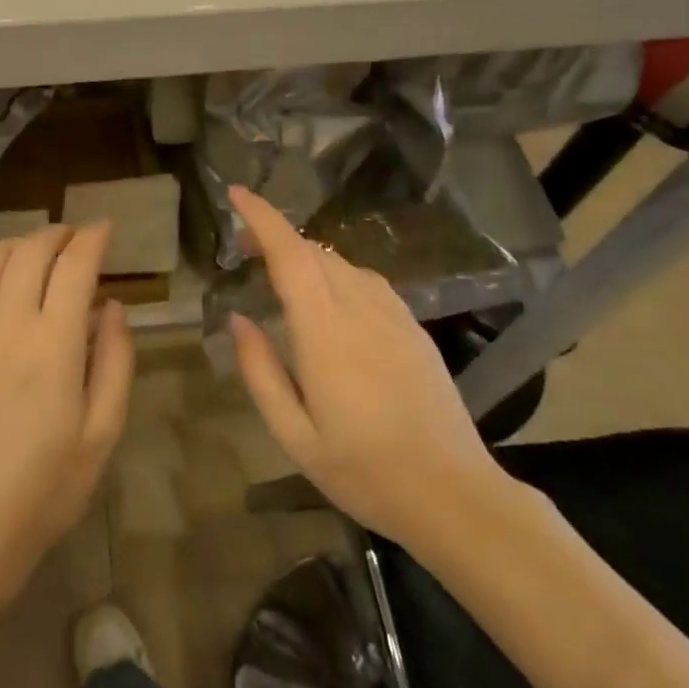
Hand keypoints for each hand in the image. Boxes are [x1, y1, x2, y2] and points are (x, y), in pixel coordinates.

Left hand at [0, 222, 134, 605]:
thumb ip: (115, 361)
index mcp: (54, 344)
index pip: (75, 265)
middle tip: (72, 239)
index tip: (104, 228)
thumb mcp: (103, 431)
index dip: (93, 238)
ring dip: (14, 246)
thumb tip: (112, 307)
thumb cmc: (46, 487)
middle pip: (29, 251)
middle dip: (56, 234)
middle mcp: (4, 324)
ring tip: (31, 256)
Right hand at [226, 185, 513, 548]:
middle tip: (242, 249)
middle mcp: (361, 310)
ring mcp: (394, 316)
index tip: (236, 194)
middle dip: (275, 236)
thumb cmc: (363, 470)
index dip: (263, 218)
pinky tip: (327, 298)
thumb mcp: (293, 434)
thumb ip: (261, 371)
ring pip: (342, 264)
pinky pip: (367, 282)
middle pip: (315, 252)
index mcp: (326, 333)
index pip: (291, 255)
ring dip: (306, 256)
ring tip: (278, 272)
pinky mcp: (413, 329)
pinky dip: (336, 273)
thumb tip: (239, 320)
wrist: (452, 493)